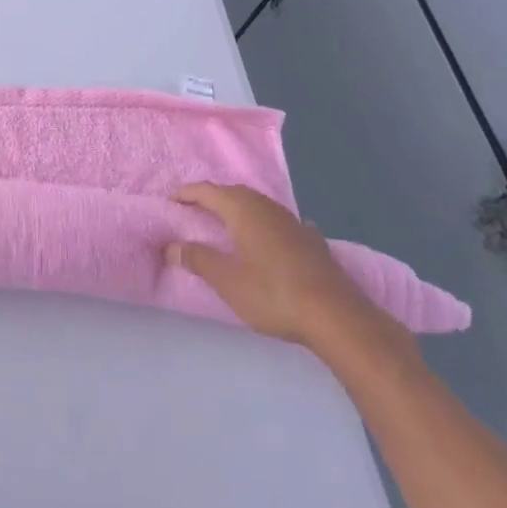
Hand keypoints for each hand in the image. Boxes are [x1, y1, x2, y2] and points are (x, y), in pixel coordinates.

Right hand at [166, 183, 392, 353]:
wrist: (337, 316)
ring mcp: (292, 221)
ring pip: (257, 205)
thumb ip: (198, 259)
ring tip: (224, 223)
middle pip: (233, 193)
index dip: (186, 194)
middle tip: (192, 211)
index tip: (169, 202)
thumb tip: (171, 246)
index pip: (207, 191)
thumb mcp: (227, 281)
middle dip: (211, 198)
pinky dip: (263, 223)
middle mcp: (267, 207)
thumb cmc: (273, 295)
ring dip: (237, 209)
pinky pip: (277, 221)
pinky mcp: (311, 239)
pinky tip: (268, 236)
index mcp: (243, 210)